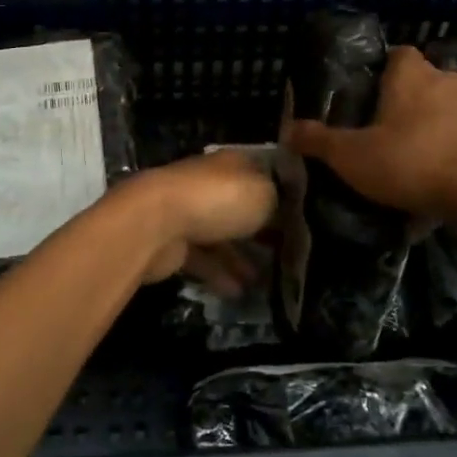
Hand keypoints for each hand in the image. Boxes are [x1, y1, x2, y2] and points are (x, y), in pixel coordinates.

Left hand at [116, 149, 278, 290]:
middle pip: (240, 206)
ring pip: (222, 235)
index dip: (282, 194)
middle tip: (286, 253)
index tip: (301, 218)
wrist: (156, 222)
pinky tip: (239, 292)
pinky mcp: (173, 241)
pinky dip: (220, 274)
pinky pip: (203, 258)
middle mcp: (210, 183)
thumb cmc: (217, 200)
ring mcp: (189, 212)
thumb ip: (279, 202)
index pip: (262, 174)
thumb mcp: (264, 194)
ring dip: (241, 257)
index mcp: (232, 164)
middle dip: (262, 229)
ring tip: (265, 281)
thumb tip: (285, 211)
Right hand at [284, 45, 456, 217]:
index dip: (381, 70)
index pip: (397, 53)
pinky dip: (450, 148)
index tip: (365, 94)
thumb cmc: (411, 160)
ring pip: (444, 108)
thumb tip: (288, 130)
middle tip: (381, 129)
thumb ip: (319, 141)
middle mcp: (445, 80)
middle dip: (404, 100)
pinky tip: (435, 174)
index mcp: (410, 73)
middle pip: (421, 81)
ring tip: (408, 155)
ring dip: (430, 125)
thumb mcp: (351, 155)